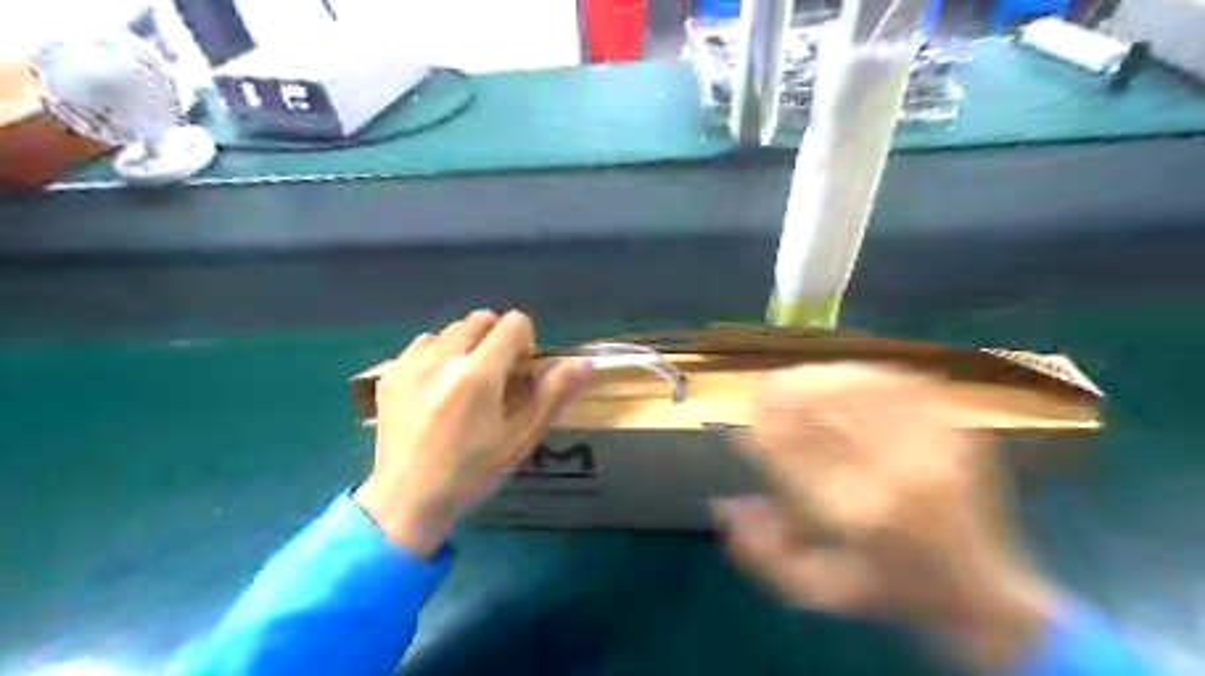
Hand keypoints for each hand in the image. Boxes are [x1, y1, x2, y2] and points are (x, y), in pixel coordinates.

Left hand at [354, 310, 594, 557]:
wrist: (407, 501)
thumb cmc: (472, 472)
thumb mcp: (521, 438)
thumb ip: (554, 394)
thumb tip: (584, 363)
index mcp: (478, 374)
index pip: (514, 323)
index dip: (526, 342)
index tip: (520, 373)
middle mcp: (442, 358)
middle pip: (482, 318)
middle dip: (497, 339)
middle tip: (496, 378)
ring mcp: (411, 364)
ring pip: (451, 329)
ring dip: (467, 346)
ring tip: (465, 383)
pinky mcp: (390, 374)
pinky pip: (423, 344)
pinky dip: (438, 355)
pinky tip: (437, 388)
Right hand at [713, 364, 1061, 669]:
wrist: (985, 598)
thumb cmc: (891, 593)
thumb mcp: (817, 591)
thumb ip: (762, 553)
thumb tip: (725, 504)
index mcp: (858, 515)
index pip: (790, 453)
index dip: (759, 433)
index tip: (742, 426)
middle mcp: (895, 472)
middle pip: (824, 408)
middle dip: (783, 394)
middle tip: (763, 391)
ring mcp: (933, 445)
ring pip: (860, 386)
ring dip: (817, 377)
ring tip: (793, 378)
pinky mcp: (958, 431)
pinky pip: (902, 383)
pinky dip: (864, 373)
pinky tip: (842, 374)